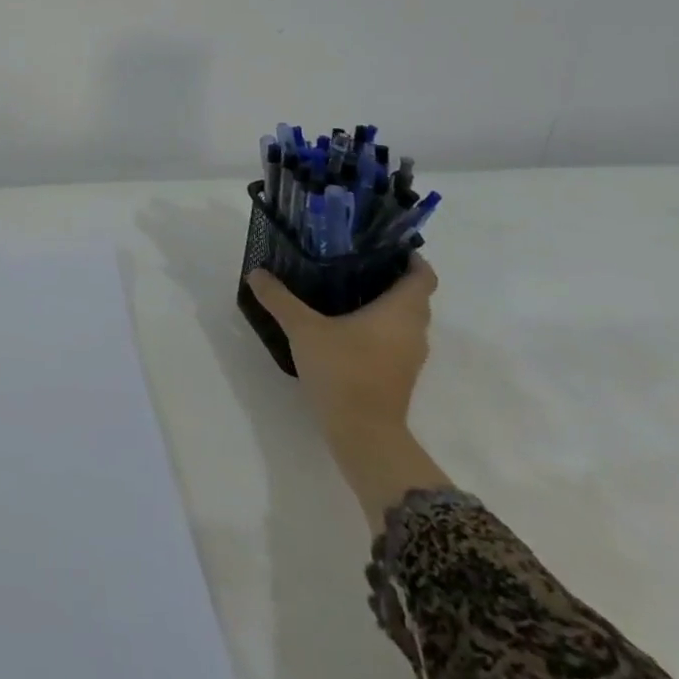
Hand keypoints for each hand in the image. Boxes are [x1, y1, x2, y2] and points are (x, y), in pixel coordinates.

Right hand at [248, 259, 449, 529]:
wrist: (364, 434)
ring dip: (386, 304)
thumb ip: (279, 298)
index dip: (411, 257)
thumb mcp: (303, 329)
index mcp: (400, 311)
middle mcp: (413, 330)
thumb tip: (256, 272)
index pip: (422, 276)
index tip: (386, 243)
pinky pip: (396, 338)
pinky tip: (346, 324)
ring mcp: (409, 356)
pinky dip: (380, 326)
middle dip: (392, 277)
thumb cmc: (343, 371)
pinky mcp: (399, 375)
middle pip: (415, 296)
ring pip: (405, 319)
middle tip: (355, 260)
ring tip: (347, 287)